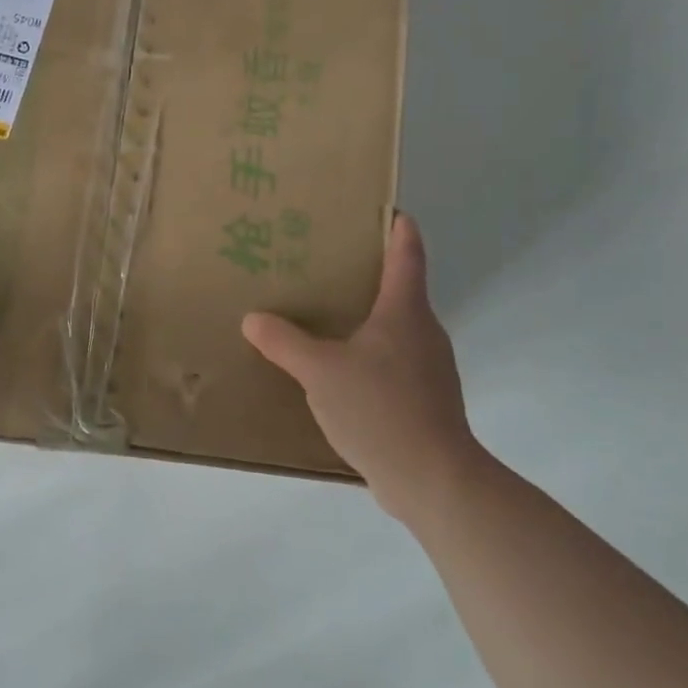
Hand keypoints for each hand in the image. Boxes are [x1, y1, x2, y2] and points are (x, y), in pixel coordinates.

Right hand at [242, 214, 486, 522]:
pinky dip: (368, 355)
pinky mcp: (424, 399)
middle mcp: (423, 331)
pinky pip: (392, 362)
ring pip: (395, 328)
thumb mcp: (321, 372)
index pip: (407, 252)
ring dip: (365, 317)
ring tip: (324, 316)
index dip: (396, 225)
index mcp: (405, 310)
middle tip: (325, 263)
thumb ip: (285, 342)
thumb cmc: (380, 408)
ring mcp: (428, 367)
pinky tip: (338, 371)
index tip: (382, 207)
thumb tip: (253, 318)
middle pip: (400, 287)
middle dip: (367, 272)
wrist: (433, 479)